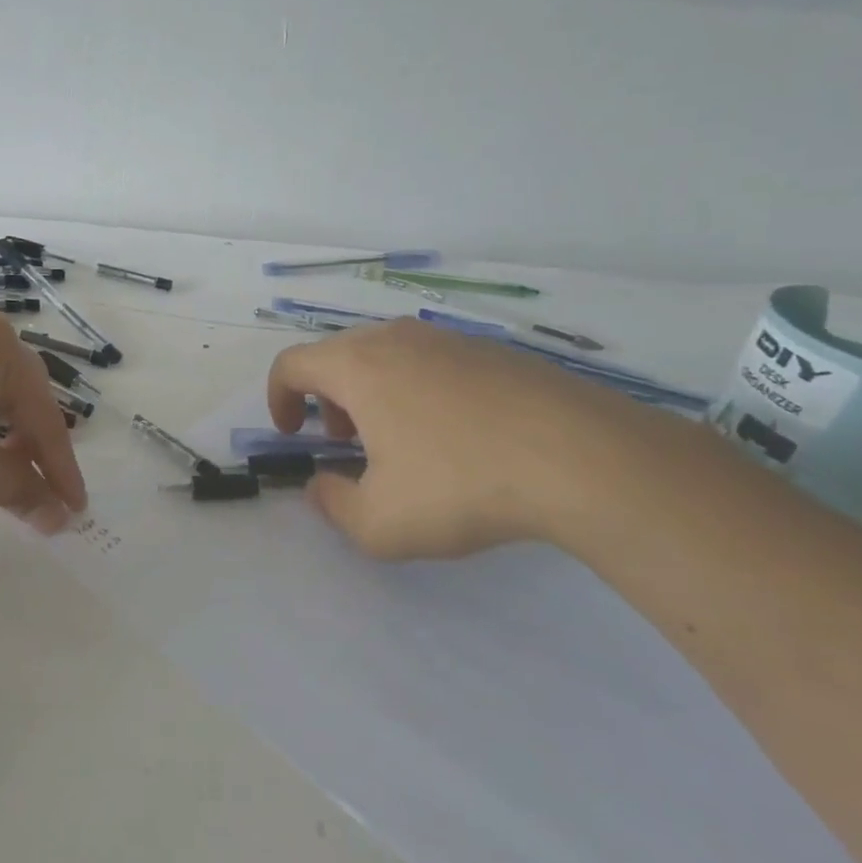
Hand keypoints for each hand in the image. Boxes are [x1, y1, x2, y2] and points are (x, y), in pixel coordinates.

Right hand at [267, 318, 663, 558]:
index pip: (291, 364)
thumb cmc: (461, 485)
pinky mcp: (495, 352)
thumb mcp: (380, 523)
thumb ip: (333, 506)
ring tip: (400, 442)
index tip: (290, 434)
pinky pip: (434, 364)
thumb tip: (321, 487)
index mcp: (357, 366)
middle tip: (344, 441)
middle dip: (327, 399)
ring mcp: (450, 340)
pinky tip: (457, 436)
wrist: (583, 458)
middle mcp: (396, 340)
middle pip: (338, 355)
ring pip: (388, 357)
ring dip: (373, 394)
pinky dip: (419, 391)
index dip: (278, 398)